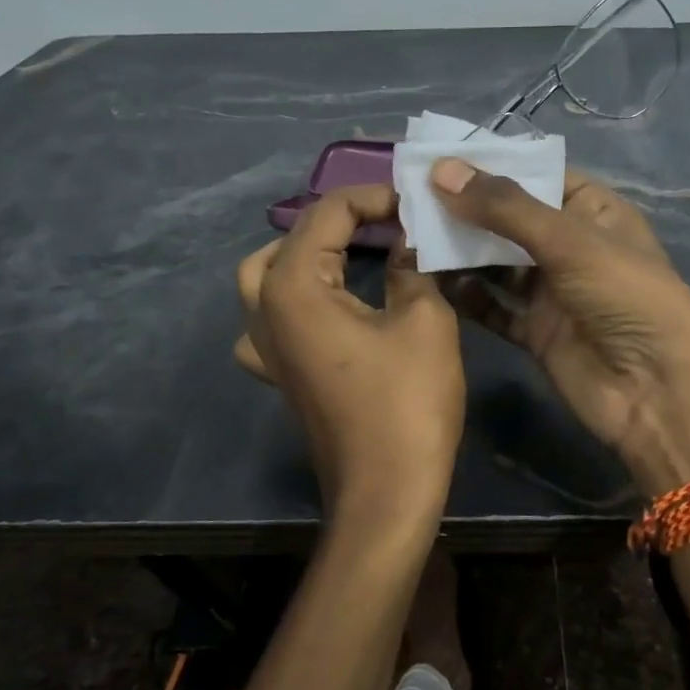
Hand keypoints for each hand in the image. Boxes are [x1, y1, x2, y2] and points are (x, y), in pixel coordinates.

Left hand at [234, 184, 464, 532]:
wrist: (386, 492)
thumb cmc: (406, 402)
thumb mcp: (423, 320)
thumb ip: (411, 266)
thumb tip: (408, 239)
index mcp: (294, 286)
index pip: (328, 213)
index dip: (374, 197)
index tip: (416, 204)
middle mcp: (266, 310)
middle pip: (292, 239)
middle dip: (340, 221)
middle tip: (389, 225)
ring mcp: (266, 347)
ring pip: (269, 275)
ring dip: (308, 254)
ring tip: (354, 254)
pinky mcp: (280, 373)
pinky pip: (272, 318)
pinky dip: (297, 298)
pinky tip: (328, 308)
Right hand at [430, 160, 689, 496]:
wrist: (656, 394)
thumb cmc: (625, 298)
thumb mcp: (570, 241)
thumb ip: (505, 208)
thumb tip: (441, 170)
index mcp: (594, 212)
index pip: (538, 175)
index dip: (492, 165)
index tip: (437, 157)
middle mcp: (571, 247)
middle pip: (510, 219)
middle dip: (466, 207)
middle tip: (410, 194)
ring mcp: (552, 291)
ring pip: (497, 262)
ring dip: (460, 250)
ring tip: (410, 232)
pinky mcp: (535, 331)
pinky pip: (493, 305)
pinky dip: (466, 294)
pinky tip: (429, 279)